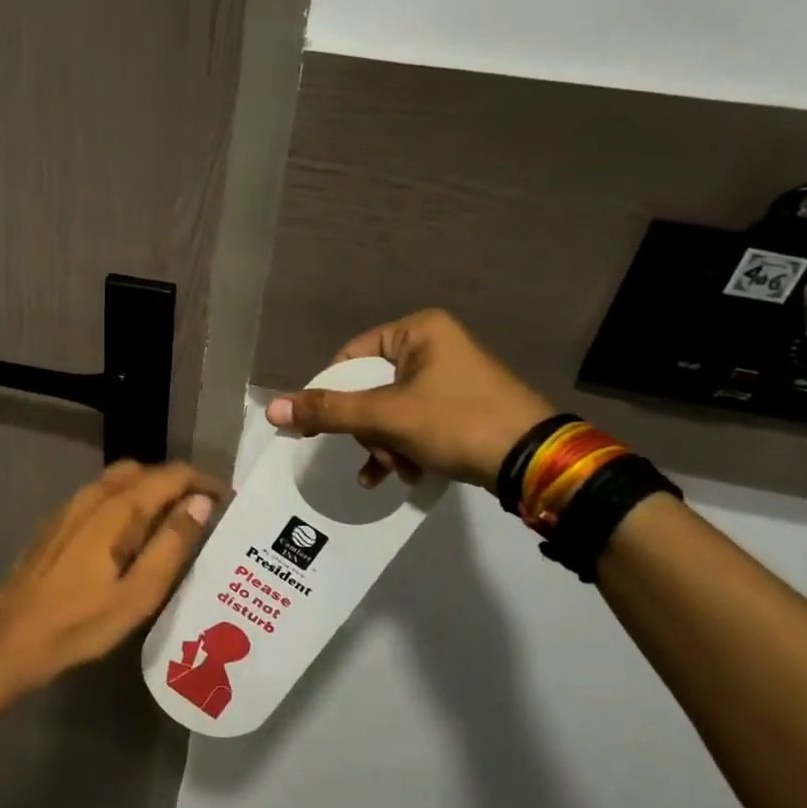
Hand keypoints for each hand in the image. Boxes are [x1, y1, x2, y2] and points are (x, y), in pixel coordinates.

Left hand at [0, 460, 225, 688]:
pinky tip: (131, 535)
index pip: (171, 475)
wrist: (13, 638)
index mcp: (117, 508)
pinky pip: (101, 495)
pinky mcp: (58, 521)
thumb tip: (201, 502)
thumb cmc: (81, 622)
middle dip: (177, 483)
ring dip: (150, 491)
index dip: (203, 481)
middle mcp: (93, 495)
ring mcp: (71, 506)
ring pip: (120, 480)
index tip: (228, 501)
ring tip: (172, 524)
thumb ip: (172, 543)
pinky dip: (126, 501)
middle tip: (202, 514)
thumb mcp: (139, 593)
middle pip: (144, 470)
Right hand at [264, 308, 552, 489]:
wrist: (534, 461)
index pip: (350, 357)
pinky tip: (404, 476)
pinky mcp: (462, 406)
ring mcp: (450, 376)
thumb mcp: (386, 417)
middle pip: (370, 388)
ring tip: (393, 470)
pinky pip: (415, 422)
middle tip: (376, 453)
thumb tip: (272, 409)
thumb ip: (328, 412)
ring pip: (390, 410)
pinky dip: (405, 448)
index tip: (324, 428)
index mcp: (418, 331)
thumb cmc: (457, 422)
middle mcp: (434, 346)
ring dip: (384, 445)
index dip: (333, 393)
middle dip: (368, 430)